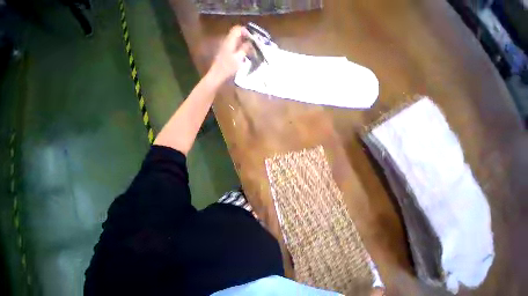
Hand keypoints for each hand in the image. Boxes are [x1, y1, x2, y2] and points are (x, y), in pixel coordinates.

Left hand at [207, 25, 251, 84]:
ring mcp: (225, 47)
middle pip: (237, 35)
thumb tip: (250, 43)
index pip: (238, 29)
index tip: (253, 38)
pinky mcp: (225, 53)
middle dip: (246, 39)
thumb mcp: (239, 59)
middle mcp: (226, 41)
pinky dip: (240, 50)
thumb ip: (245, 49)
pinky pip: (234, 47)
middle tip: (253, 46)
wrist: (217, 76)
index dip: (246, 31)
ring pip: (235, 42)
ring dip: (243, 45)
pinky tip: (244, 57)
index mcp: (230, 41)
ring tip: (250, 52)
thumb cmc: (228, 68)